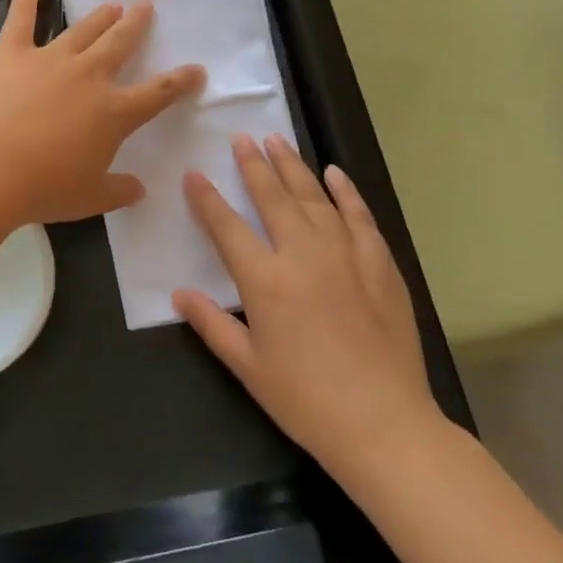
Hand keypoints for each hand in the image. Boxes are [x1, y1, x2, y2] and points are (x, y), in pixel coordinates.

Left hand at [0, 0, 204, 225]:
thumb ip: (119, 192)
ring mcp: (52, 59)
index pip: (159, 93)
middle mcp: (90, 76)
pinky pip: (23, 16)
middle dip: (136, 25)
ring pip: (83, 30)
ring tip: (111, 5)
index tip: (196, 69)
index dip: (180, 81)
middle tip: (144, 7)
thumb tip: (139, 190)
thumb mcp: (90, 199)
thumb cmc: (44, 188)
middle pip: (120, 44)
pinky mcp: (14, 53)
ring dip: (100, 16)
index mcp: (114, 112)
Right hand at [174, 134, 444, 479]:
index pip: (227, 227)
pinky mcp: (380, 263)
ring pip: (314, 197)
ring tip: (277, 141)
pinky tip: (334, 173)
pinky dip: (345, 192)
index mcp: (265, 280)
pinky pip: (359, 215)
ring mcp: (346, 254)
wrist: (383, 423)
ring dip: (293, 167)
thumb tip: (179, 293)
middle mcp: (303, 254)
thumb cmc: (306, 400)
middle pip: (272, 198)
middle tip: (241, 139)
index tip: (194, 174)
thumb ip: (211, 324)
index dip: (207, 199)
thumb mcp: (248, 367)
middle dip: (253, 165)